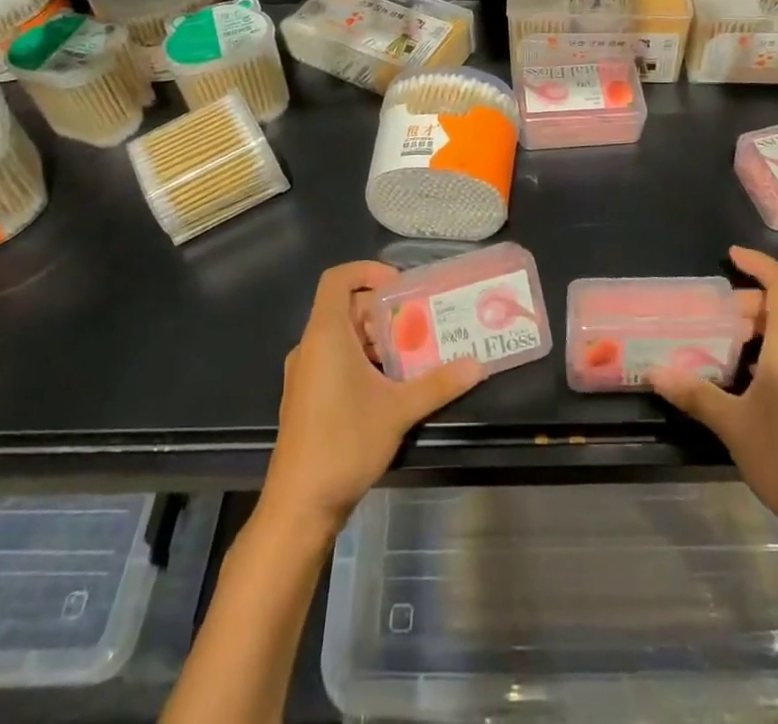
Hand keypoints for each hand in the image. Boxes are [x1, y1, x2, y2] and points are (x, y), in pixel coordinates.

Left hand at [260, 261, 482, 536]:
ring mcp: (305, 373)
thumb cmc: (345, 443)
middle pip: (345, 307)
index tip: (400, 285)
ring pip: (342, 336)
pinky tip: (389, 384)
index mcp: (326, 334)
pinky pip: (335, 359)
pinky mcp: (306, 397)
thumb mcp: (399, 410)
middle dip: (382, 310)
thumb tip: (478, 364)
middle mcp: (311, 346)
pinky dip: (362, 358)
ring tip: (411, 353)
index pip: (338, 279)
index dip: (367, 271)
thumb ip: (439, 383)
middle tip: (418, 322)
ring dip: (375, 337)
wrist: (299, 507)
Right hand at [649, 246, 777, 554]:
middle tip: (708, 313)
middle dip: (745, 303)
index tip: (730, 255)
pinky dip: (762, 356)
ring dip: (752, 332)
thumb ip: (695, 393)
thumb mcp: (733, 424)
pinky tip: (736, 379)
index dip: (759, 264)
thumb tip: (655, 371)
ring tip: (714, 342)